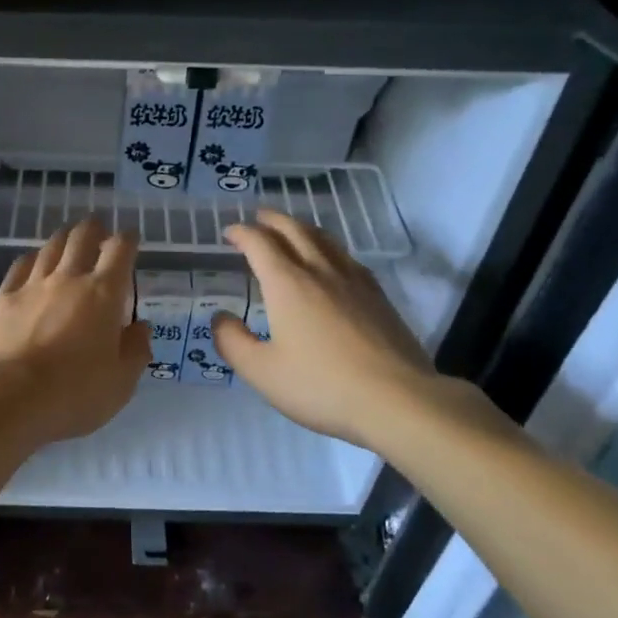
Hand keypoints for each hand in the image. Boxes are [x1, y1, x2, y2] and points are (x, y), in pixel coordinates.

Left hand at [0, 219, 149, 452]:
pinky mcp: (1, 298)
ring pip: (50, 247)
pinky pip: (20, 266)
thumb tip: (139, 327)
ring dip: (63, 239)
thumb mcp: (120, 384)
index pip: (120, 251)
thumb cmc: (72, 395)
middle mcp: (68, 280)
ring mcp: (31, 285)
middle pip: (82, 238)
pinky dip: (32, 259)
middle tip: (98, 230)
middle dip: (93, 229)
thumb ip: (135, 351)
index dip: (127, 239)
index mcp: (103, 296)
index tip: (130, 238)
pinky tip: (32, 262)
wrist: (5, 398)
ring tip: (68, 239)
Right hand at [211, 208, 438, 447]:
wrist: (396, 399)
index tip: (229, 233)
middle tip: (258, 218)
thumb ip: (233, 342)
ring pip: (325, 240)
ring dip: (302, 228)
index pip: (260, 244)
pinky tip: (333, 262)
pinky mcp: (379, 297)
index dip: (241, 233)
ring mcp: (355, 282)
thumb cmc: (321, 386)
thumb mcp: (262, 372)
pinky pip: (348, 258)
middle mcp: (320, 272)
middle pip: (295, 230)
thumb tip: (220, 317)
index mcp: (287, 285)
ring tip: (292, 230)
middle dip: (272, 220)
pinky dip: (329, 249)